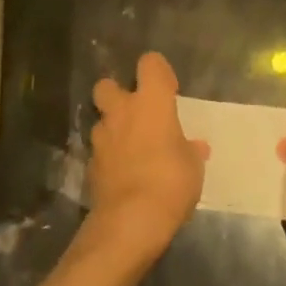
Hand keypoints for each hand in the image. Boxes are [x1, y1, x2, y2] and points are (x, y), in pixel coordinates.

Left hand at [87, 52, 207, 259]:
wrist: (130, 221)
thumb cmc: (171, 182)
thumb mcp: (193, 167)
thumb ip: (190, 151)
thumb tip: (195, 147)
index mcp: (152, 102)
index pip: (150, 63)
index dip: (159, 72)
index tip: (169, 91)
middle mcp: (122, 111)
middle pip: (107, 84)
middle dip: (118, 94)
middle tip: (136, 113)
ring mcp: (101, 138)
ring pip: (101, 120)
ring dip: (113, 129)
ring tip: (131, 149)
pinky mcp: (90, 165)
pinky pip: (100, 151)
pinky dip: (109, 157)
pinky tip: (123, 174)